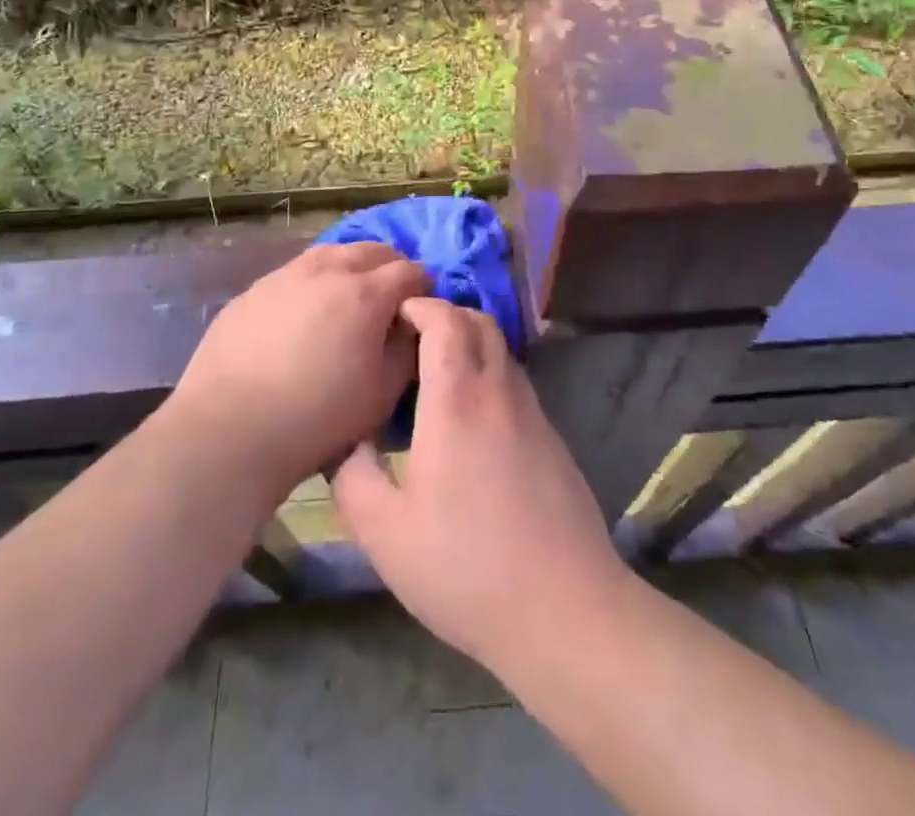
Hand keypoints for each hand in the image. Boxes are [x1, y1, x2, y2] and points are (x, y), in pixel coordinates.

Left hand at [174, 243, 427, 493]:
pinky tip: (302, 316)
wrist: (230, 429)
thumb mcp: (383, 392)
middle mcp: (327, 270)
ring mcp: (285, 275)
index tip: (418, 311)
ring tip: (346, 300)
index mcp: (366, 292)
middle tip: (387, 300)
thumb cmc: (318, 416)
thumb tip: (410, 325)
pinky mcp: (253, 290)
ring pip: (330, 254)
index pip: (410, 271)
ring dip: (349, 268)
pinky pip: (294, 274)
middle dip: (389, 268)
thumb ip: (406, 349)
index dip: (421, 288)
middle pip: (372, 250)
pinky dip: (312, 284)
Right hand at [332, 298, 627, 671]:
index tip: (395, 315)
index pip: (445, 320)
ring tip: (437, 378)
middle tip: (412, 340)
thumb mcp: (383, 531)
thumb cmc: (464, 566)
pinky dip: (489, 376)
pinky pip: (515, 383)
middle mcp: (499, 391)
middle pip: (480, 323)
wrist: (563, 608)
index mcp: (457, 399)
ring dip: (471, 345)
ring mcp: (533, 413)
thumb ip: (353, 476)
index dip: (420, 306)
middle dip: (446, 315)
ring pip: (502, 352)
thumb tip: (351, 442)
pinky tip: (471, 421)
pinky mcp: (552, 438)